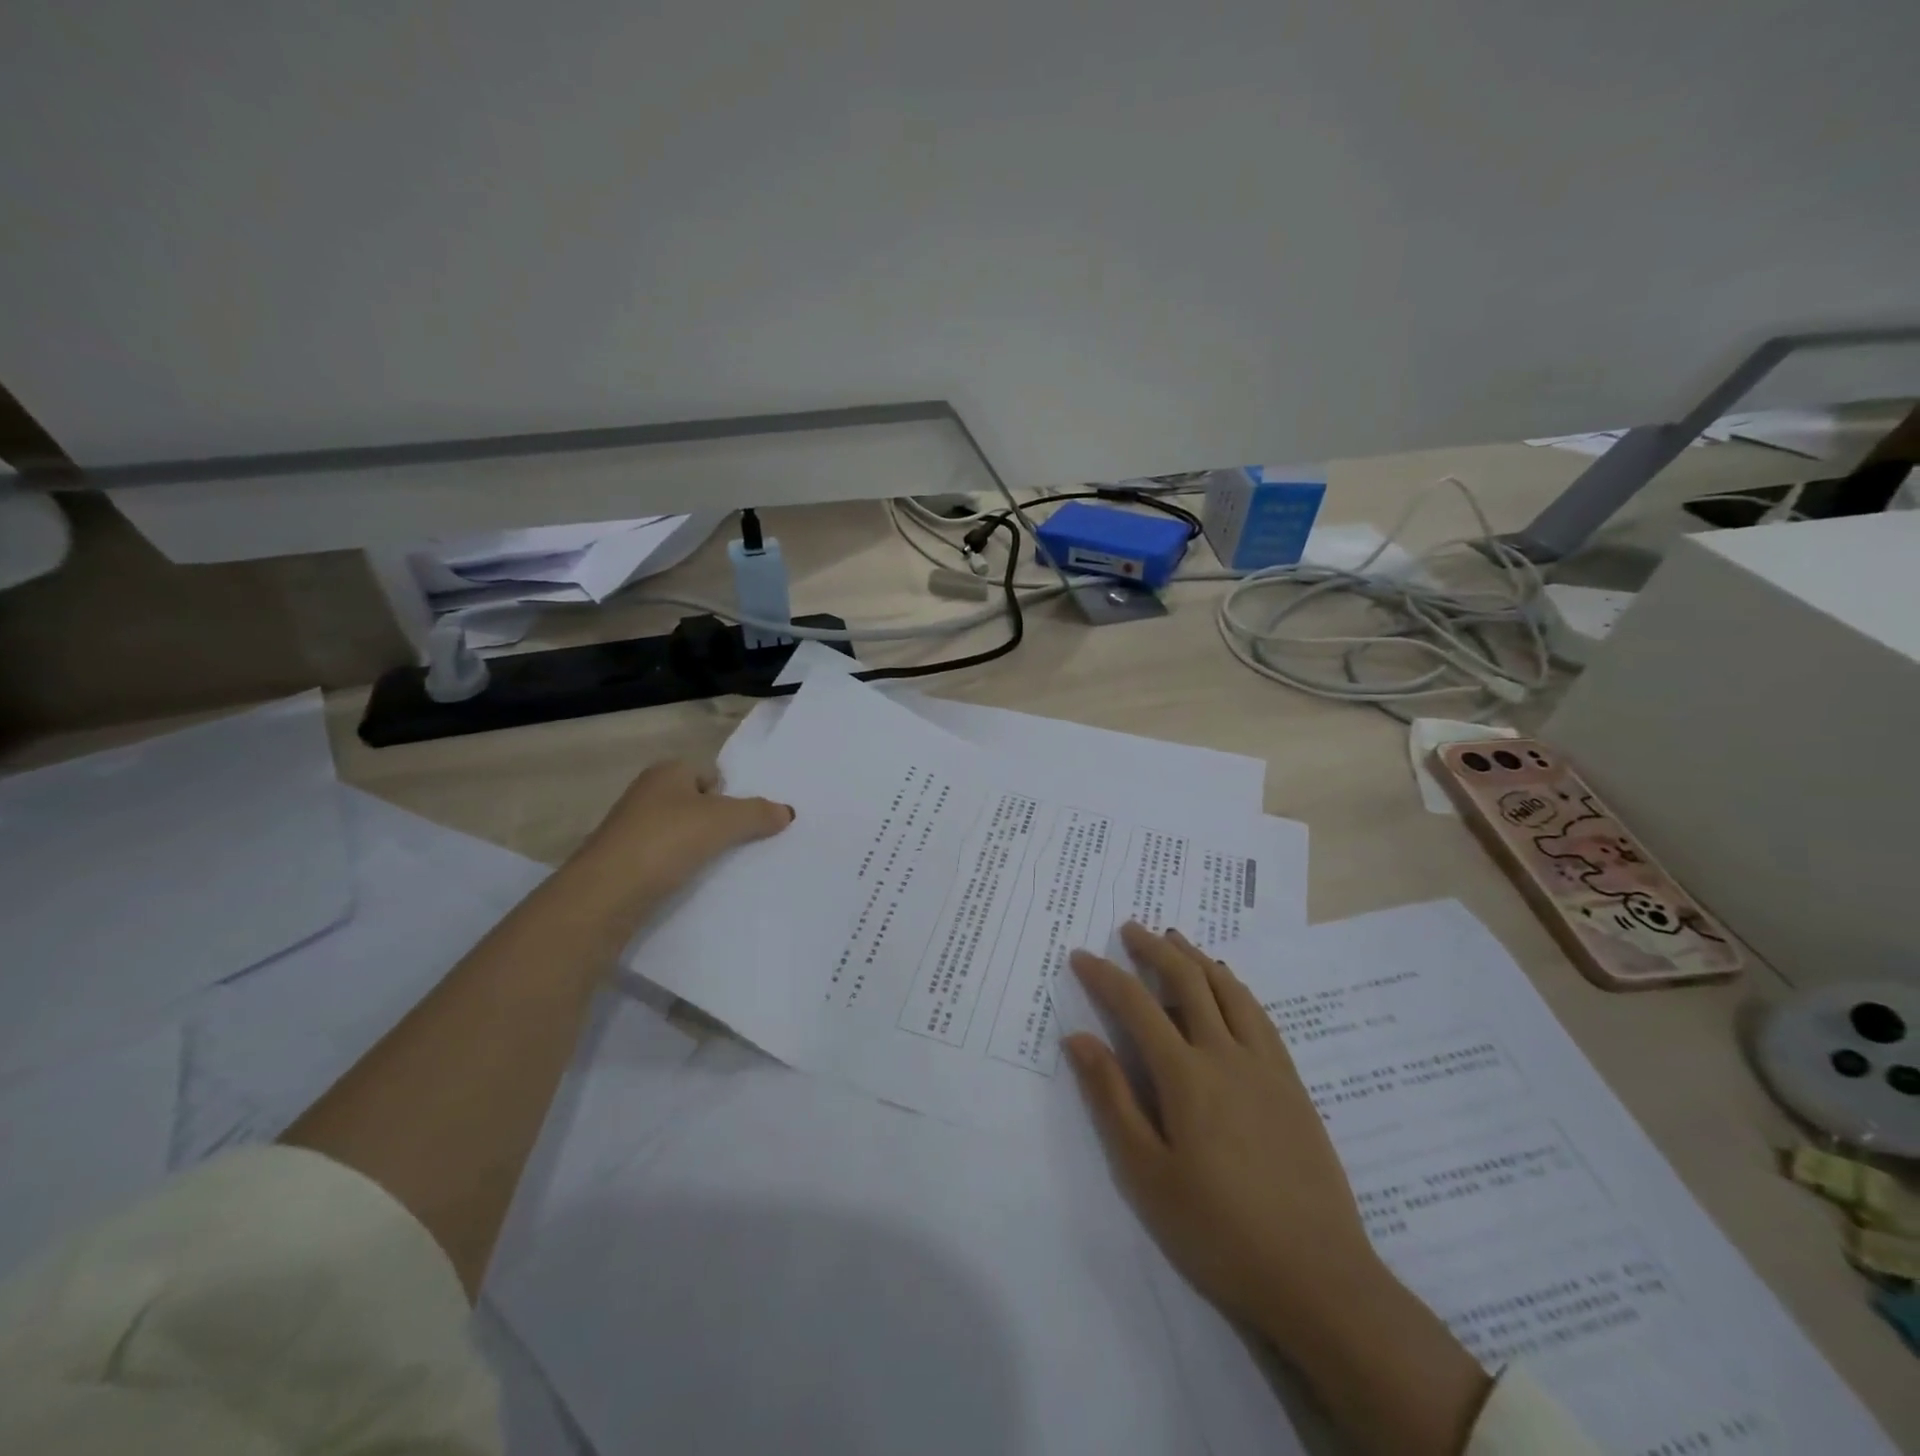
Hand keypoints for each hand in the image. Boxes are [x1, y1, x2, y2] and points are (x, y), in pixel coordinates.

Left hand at [576, 759, 793, 901]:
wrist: (605, 894)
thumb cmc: (667, 840)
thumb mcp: (725, 821)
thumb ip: (759, 813)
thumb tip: (787, 812)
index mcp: (667, 772)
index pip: (710, 774)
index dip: (730, 795)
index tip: (745, 822)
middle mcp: (646, 794)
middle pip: (696, 804)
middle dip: (717, 822)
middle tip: (742, 845)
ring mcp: (630, 830)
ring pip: (679, 833)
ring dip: (698, 848)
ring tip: (721, 868)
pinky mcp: (622, 864)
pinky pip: (664, 860)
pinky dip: (679, 869)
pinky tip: (693, 885)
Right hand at [1064, 926, 1491, 1455]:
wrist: (1318, 1277)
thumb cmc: (1218, 1230)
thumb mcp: (1147, 1173)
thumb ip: (1112, 1099)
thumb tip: (1078, 1038)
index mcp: (1186, 1075)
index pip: (1137, 1005)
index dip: (1105, 975)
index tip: (1081, 955)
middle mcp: (1226, 1054)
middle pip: (1188, 981)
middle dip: (1155, 949)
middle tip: (1131, 929)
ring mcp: (1266, 1065)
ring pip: (1229, 989)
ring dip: (1197, 958)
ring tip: (1175, 940)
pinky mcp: (1292, 1083)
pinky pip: (1260, 1015)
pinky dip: (1235, 986)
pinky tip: (1228, 986)